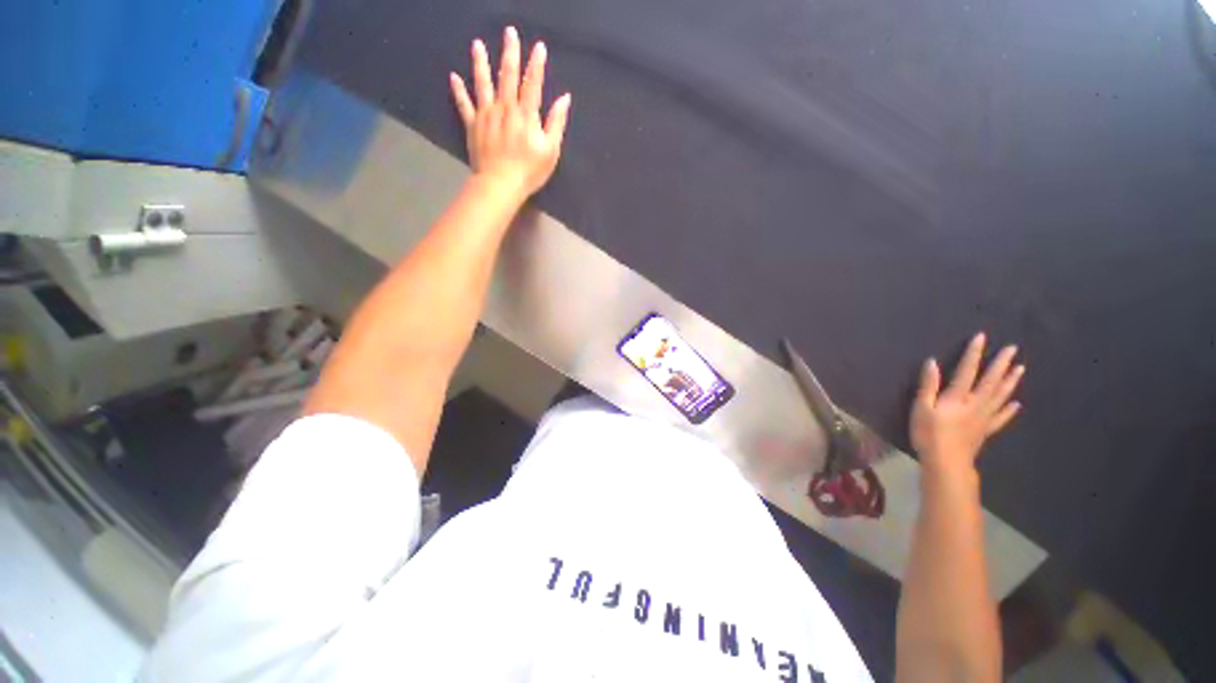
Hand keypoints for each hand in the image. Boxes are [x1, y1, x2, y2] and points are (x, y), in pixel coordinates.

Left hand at [450, 27, 571, 198]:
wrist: (501, 184)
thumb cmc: (529, 171)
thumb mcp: (550, 150)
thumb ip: (556, 123)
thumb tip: (564, 99)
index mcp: (526, 114)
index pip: (532, 83)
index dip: (536, 64)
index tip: (539, 47)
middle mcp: (505, 108)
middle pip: (507, 75)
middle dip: (509, 53)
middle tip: (509, 32)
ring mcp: (486, 115)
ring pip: (483, 83)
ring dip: (480, 63)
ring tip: (477, 45)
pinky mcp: (472, 125)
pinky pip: (464, 104)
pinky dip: (458, 91)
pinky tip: (453, 77)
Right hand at [910, 333, 1024, 475]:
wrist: (946, 462)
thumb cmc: (929, 434)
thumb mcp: (921, 408)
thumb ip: (928, 385)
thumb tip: (932, 362)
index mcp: (958, 397)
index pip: (967, 371)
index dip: (974, 354)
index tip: (982, 337)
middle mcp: (976, 404)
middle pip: (991, 381)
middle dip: (1001, 364)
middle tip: (1013, 349)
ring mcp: (984, 418)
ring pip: (1001, 396)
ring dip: (1011, 381)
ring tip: (1020, 368)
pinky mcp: (985, 430)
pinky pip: (1001, 417)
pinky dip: (1009, 410)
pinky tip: (1017, 404)